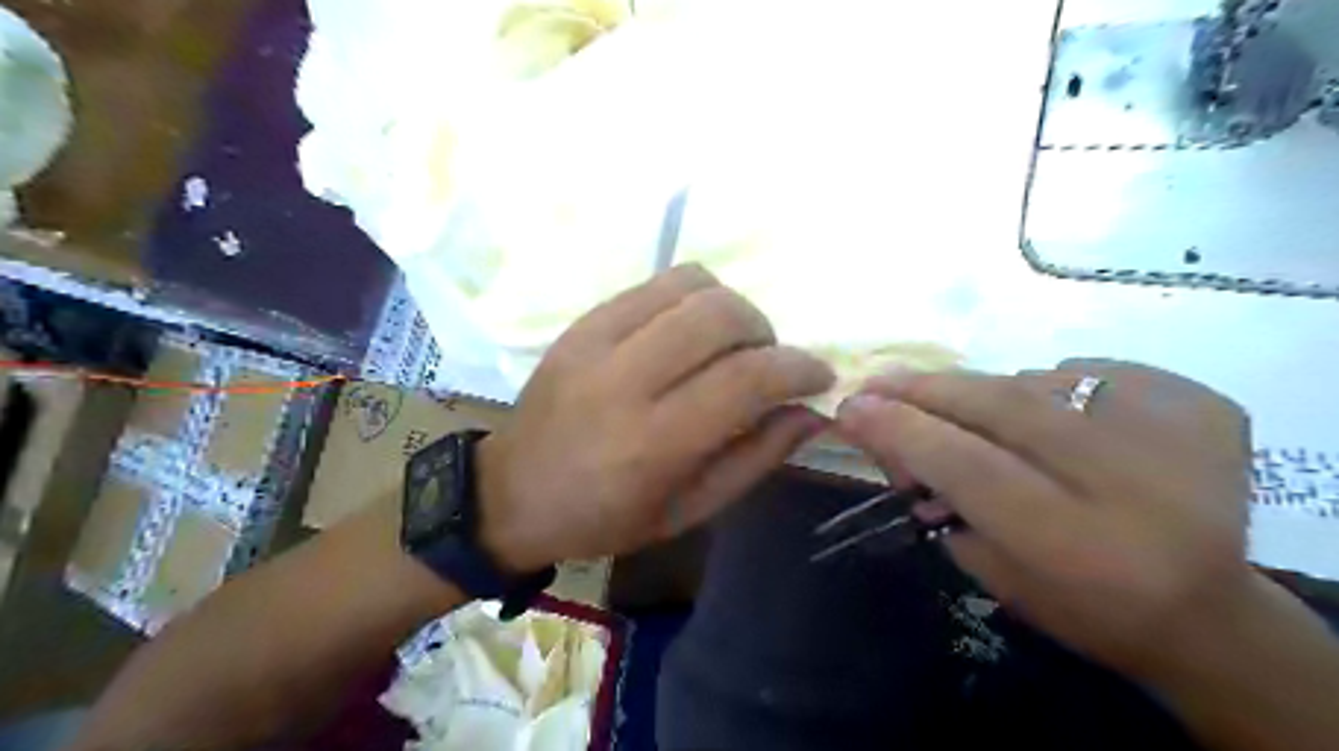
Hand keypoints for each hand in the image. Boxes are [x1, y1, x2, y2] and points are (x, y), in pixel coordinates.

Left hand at [481, 266, 832, 570]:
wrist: (512, 493)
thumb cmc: (605, 518)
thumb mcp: (689, 512)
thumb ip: (755, 459)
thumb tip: (811, 412)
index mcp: (654, 443)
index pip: (746, 379)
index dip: (797, 369)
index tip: (819, 377)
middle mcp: (625, 380)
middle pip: (721, 316)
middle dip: (766, 332)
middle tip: (767, 363)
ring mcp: (596, 341)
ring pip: (691, 285)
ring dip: (731, 309)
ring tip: (729, 345)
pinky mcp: (582, 322)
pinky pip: (655, 284)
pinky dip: (692, 298)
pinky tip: (689, 331)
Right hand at [833, 361, 1256, 678]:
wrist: (1209, 613)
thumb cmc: (1081, 607)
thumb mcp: (990, 572)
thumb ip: (933, 496)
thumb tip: (881, 426)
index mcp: (1078, 548)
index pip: (968, 466)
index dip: (902, 430)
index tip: (851, 406)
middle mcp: (1134, 485)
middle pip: (1004, 408)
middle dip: (928, 389)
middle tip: (880, 380)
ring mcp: (1176, 434)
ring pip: (1037, 384)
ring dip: (984, 393)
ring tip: (961, 409)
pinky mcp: (1200, 405)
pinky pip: (1087, 372)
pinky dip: (1047, 388)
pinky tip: (1046, 419)